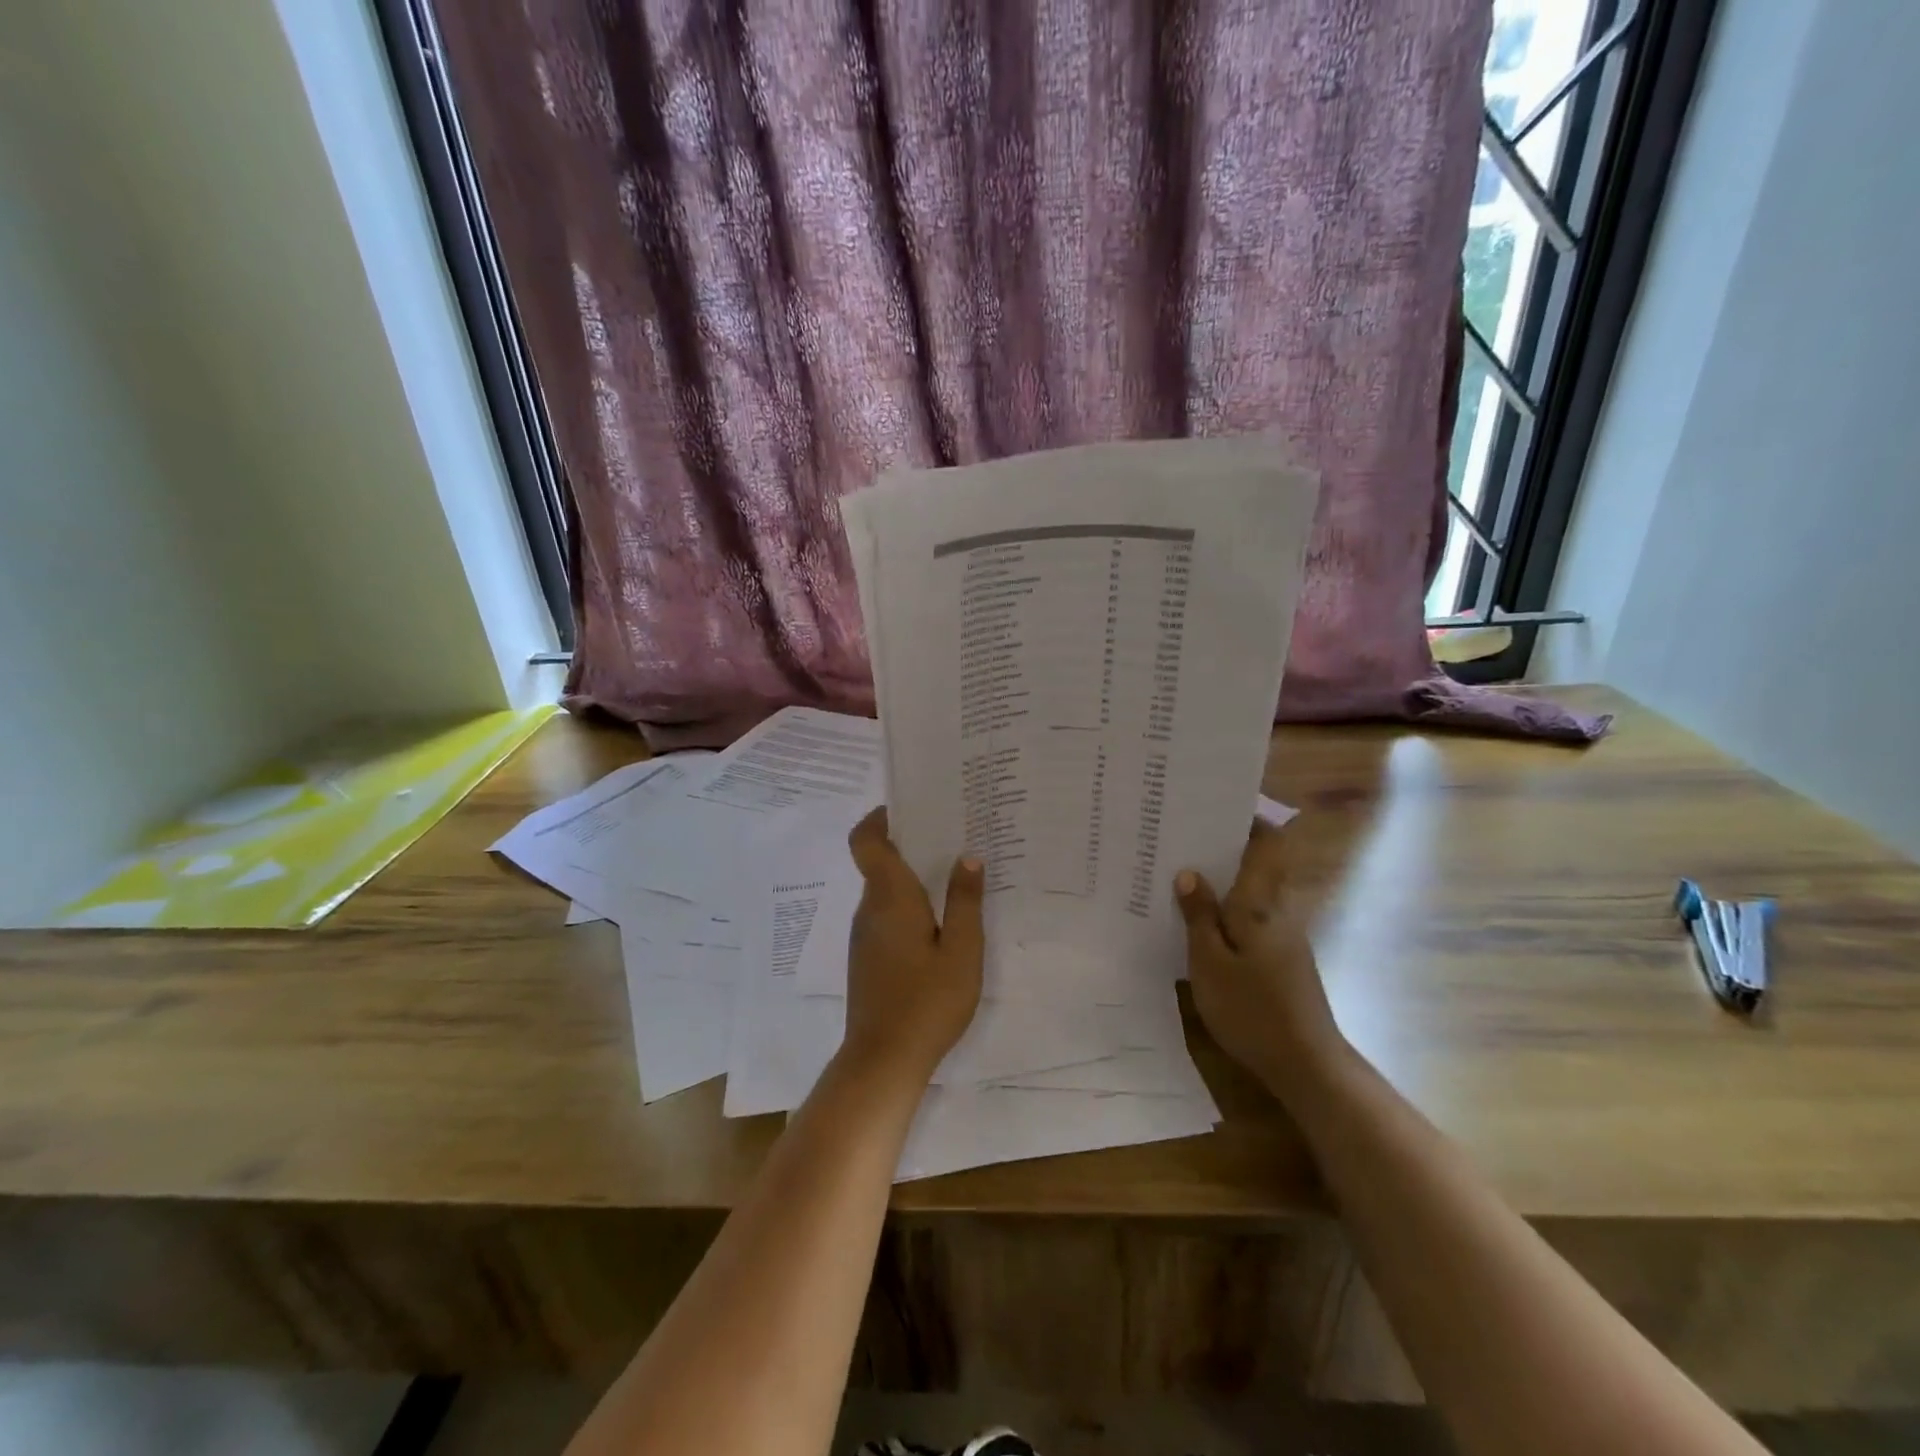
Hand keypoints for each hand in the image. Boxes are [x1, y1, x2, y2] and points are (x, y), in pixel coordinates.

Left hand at [841, 808, 984, 1084]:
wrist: (883, 1060)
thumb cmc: (927, 1001)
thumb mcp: (961, 951)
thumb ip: (964, 901)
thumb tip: (967, 856)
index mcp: (890, 898)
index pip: (866, 841)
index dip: (878, 818)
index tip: (906, 807)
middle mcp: (870, 909)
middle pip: (879, 863)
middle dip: (909, 846)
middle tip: (952, 838)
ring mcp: (865, 936)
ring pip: (884, 892)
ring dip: (910, 878)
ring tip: (953, 878)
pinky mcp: (868, 958)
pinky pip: (885, 916)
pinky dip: (907, 906)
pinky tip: (938, 923)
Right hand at [1175, 821, 1344, 1095]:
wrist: (1305, 1064)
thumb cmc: (1252, 1009)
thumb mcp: (1210, 962)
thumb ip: (1199, 916)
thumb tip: (1190, 873)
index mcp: (1261, 903)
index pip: (1268, 844)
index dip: (1248, 819)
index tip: (1214, 807)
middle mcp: (1278, 911)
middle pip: (1259, 864)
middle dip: (1226, 847)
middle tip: (1182, 839)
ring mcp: (1284, 936)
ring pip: (1254, 891)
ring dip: (1224, 880)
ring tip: (1180, 875)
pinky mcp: (1282, 958)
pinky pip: (1252, 917)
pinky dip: (1228, 909)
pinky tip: (1199, 923)